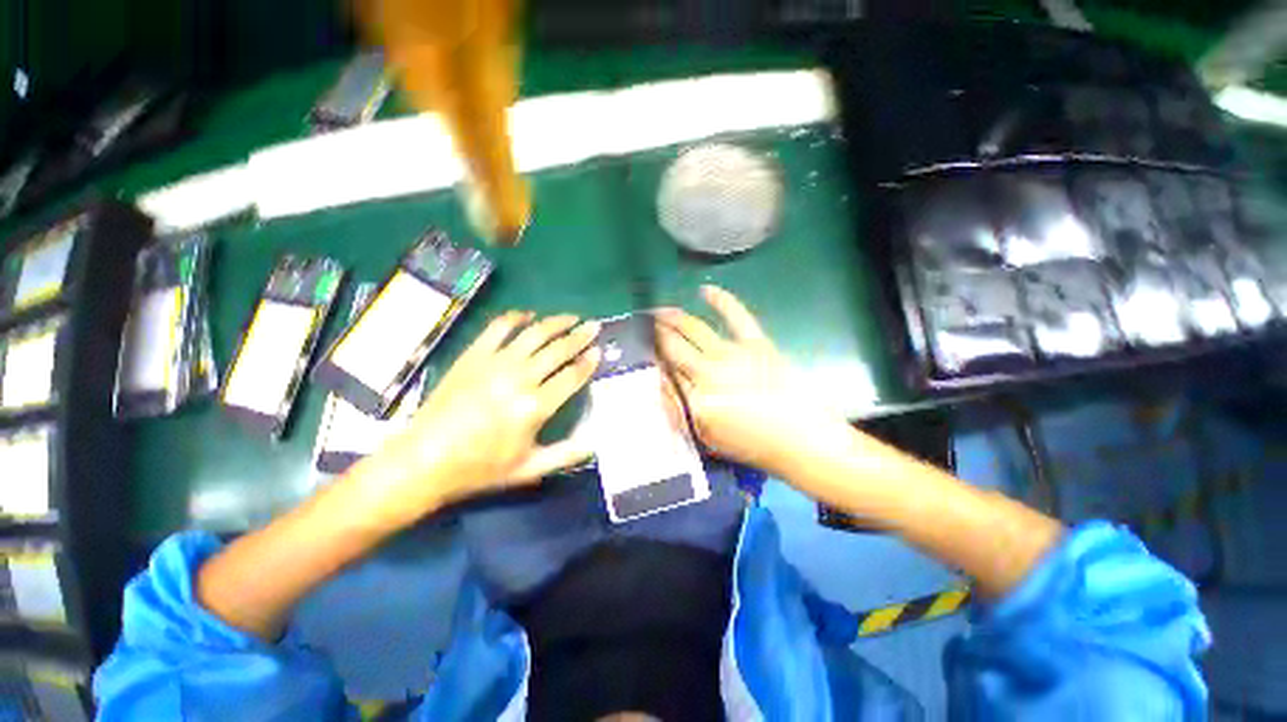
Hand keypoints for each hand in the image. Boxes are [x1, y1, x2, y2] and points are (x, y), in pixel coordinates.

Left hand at [361, 311, 600, 521]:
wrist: (424, 459)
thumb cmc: (480, 467)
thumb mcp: (528, 469)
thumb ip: (565, 455)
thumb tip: (595, 444)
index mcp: (535, 407)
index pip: (571, 376)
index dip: (588, 362)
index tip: (599, 350)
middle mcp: (519, 378)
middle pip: (558, 350)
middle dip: (580, 336)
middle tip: (594, 326)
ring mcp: (494, 363)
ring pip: (533, 334)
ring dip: (556, 322)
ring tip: (571, 317)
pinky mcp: (473, 355)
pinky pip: (498, 328)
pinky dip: (515, 317)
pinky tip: (528, 315)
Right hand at [656, 286, 845, 475]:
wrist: (802, 441)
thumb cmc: (752, 445)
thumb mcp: (707, 439)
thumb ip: (680, 413)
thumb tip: (660, 386)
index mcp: (695, 399)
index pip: (663, 372)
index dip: (650, 357)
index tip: (642, 349)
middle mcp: (708, 372)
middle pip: (672, 346)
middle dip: (655, 333)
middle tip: (643, 324)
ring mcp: (733, 354)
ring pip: (693, 328)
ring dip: (672, 317)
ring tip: (658, 311)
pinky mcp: (757, 343)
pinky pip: (735, 315)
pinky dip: (720, 299)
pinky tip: (704, 290)